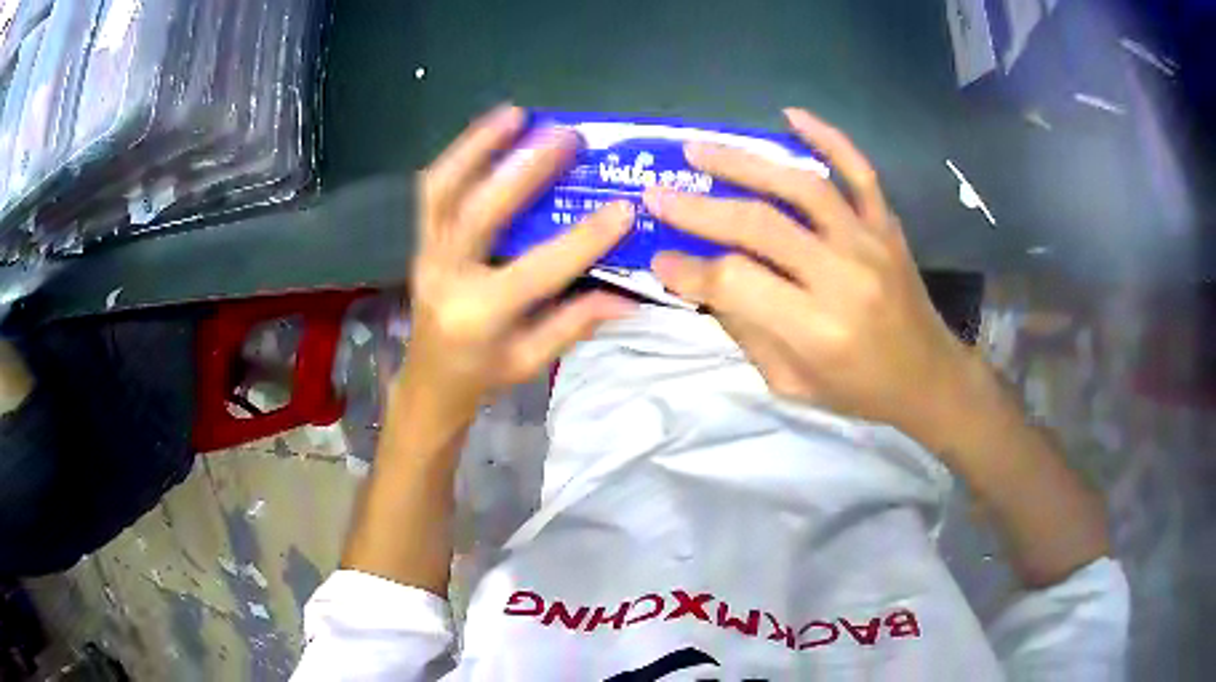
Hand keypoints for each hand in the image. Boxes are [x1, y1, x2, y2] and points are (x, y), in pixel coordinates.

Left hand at [403, 105, 635, 416]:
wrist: (428, 379)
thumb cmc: (482, 373)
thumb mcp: (531, 360)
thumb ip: (575, 323)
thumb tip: (629, 296)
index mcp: (480, 315)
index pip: (538, 269)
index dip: (583, 239)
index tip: (623, 208)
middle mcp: (447, 277)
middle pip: (481, 213)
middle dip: (525, 170)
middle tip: (565, 136)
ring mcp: (428, 253)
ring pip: (443, 190)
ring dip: (477, 146)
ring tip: (514, 114)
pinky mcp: (421, 240)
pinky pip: (432, 192)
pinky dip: (457, 157)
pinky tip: (486, 134)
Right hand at [643, 108, 976, 444]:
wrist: (928, 379)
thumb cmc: (858, 391)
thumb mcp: (791, 383)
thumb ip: (747, 329)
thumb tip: (705, 280)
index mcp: (817, 329)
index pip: (737, 282)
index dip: (691, 270)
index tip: (660, 259)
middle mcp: (843, 276)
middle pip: (760, 224)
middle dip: (700, 208)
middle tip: (658, 193)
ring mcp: (870, 243)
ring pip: (801, 186)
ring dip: (744, 161)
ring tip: (700, 148)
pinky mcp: (887, 226)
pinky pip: (859, 171)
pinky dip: (828, 137)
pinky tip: (791, 115)